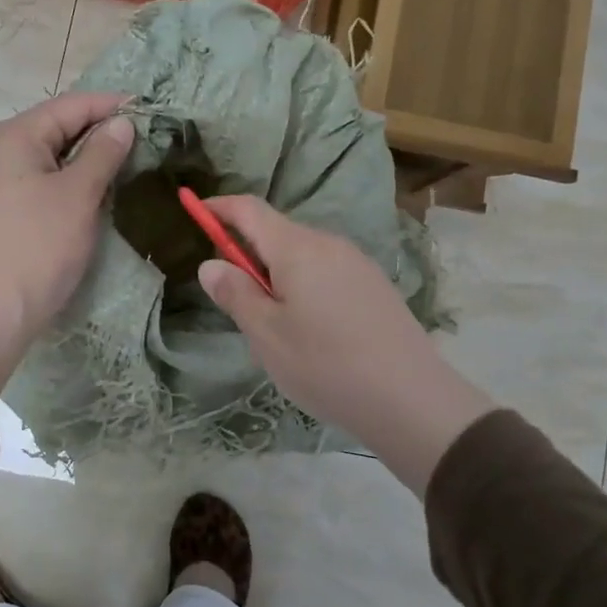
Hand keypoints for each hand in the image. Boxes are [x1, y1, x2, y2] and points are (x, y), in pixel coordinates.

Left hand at [0, 91, 133, 396]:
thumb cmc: (39, 245)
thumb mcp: (78, 195)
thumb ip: (102, 153)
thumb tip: (122, 123)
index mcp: (14, 136)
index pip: (69, 106)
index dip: (111, 105)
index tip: (149, 109)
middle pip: (57, 128)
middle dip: (100, 131)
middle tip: (143, 139)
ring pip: (50, 157)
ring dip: (86, 158)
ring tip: (125, 162)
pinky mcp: (0, 210)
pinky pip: (41, 181)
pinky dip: (69, 180)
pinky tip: (94, 192)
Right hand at [196, 196, 495, 496]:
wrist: (411, 398)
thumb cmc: (325, 364)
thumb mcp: (267, 335)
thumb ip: (236, 293)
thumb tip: (211, 264)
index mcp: (297, 248)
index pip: (250, 209)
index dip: (220, 208)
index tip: (196, 212)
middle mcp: (329, 243)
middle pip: (277, 232)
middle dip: (248, 251)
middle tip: (234, 296)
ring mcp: (357, 263)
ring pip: (303, 254)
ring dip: (277, 272)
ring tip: (274, 323)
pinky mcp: (374, 285)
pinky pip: (326, 271)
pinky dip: (304, 284)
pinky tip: (311, 328)